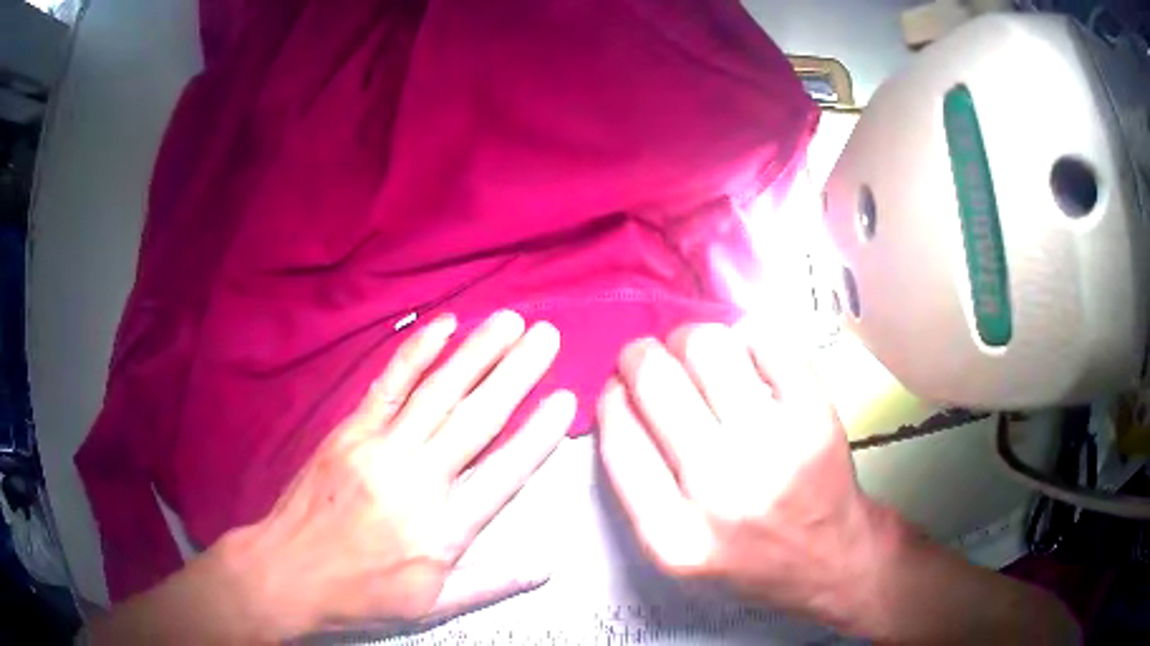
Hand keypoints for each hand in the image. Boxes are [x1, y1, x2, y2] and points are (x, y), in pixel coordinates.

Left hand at [225, 310, 575, 637]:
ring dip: (477, 352)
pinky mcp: (350, 430)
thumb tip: (545, 568)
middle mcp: (417, 480)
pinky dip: (417, 351)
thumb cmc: (362, 594)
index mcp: (443, 529)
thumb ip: (490, 583)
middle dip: (518, 373)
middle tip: (548, 336)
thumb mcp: (431, 606)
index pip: (504, 473)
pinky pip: (389, 383)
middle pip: (476, 419)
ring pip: (438, 392)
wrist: (289, 572)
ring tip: (510, 321)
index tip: (565, 399)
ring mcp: (380, 448)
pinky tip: (444, 326)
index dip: (539, 434)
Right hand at [597, 322, 878, 625]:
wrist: (829, 558)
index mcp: (673, 535)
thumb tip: (623, 390)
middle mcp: (722, 492)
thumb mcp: (675, 547)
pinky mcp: (817, 417)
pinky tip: (746, 358)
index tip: (620, 386)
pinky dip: (748, 337)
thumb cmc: (746, 554)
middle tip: (652, 356)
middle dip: (641, 355)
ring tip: (700, 356)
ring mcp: (776, 449)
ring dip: (692, 339)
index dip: (612, 396)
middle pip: (658, 379)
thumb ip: (637, 482)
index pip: (619, 435)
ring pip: (709, 346)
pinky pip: (767, 340)